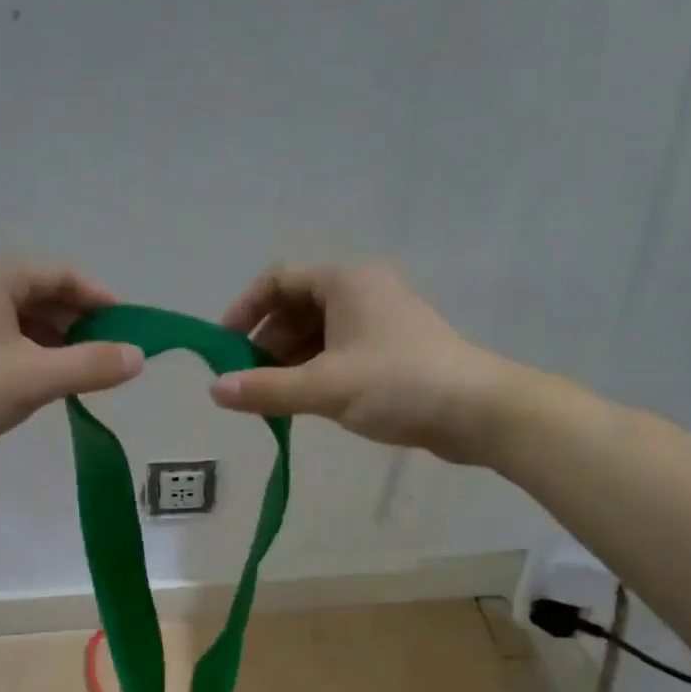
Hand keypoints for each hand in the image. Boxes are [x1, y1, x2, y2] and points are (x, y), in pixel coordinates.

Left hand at [0, 262, 144, 475]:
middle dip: (79, 321)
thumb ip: (90, 365)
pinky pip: (4, 343)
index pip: (59, 274)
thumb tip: (138, 356)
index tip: (125, 324)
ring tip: (81, 372)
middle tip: (107, 352)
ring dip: (56, 341)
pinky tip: (43, 384)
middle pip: (40, 295)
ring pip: (21, 322)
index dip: (97, 296)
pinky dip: (32, 357)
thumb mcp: (34, 378)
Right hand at [210, 263, 502, 463]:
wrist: (476, 411)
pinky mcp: (391, 351)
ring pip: (317, 334)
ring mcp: (378, 322)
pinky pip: (338, 353)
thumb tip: (214, 390)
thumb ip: (265, 389)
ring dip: (288, 363)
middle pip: (296, 308)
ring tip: (269, 400)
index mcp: (345, 282)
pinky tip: (302, 404)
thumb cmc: (397, 384)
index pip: (278, 280)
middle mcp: (361, 292)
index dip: (245, 309)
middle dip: (265, 344)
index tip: (223, 347)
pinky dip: (314, 373)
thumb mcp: (324, 387)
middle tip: (245, 383)